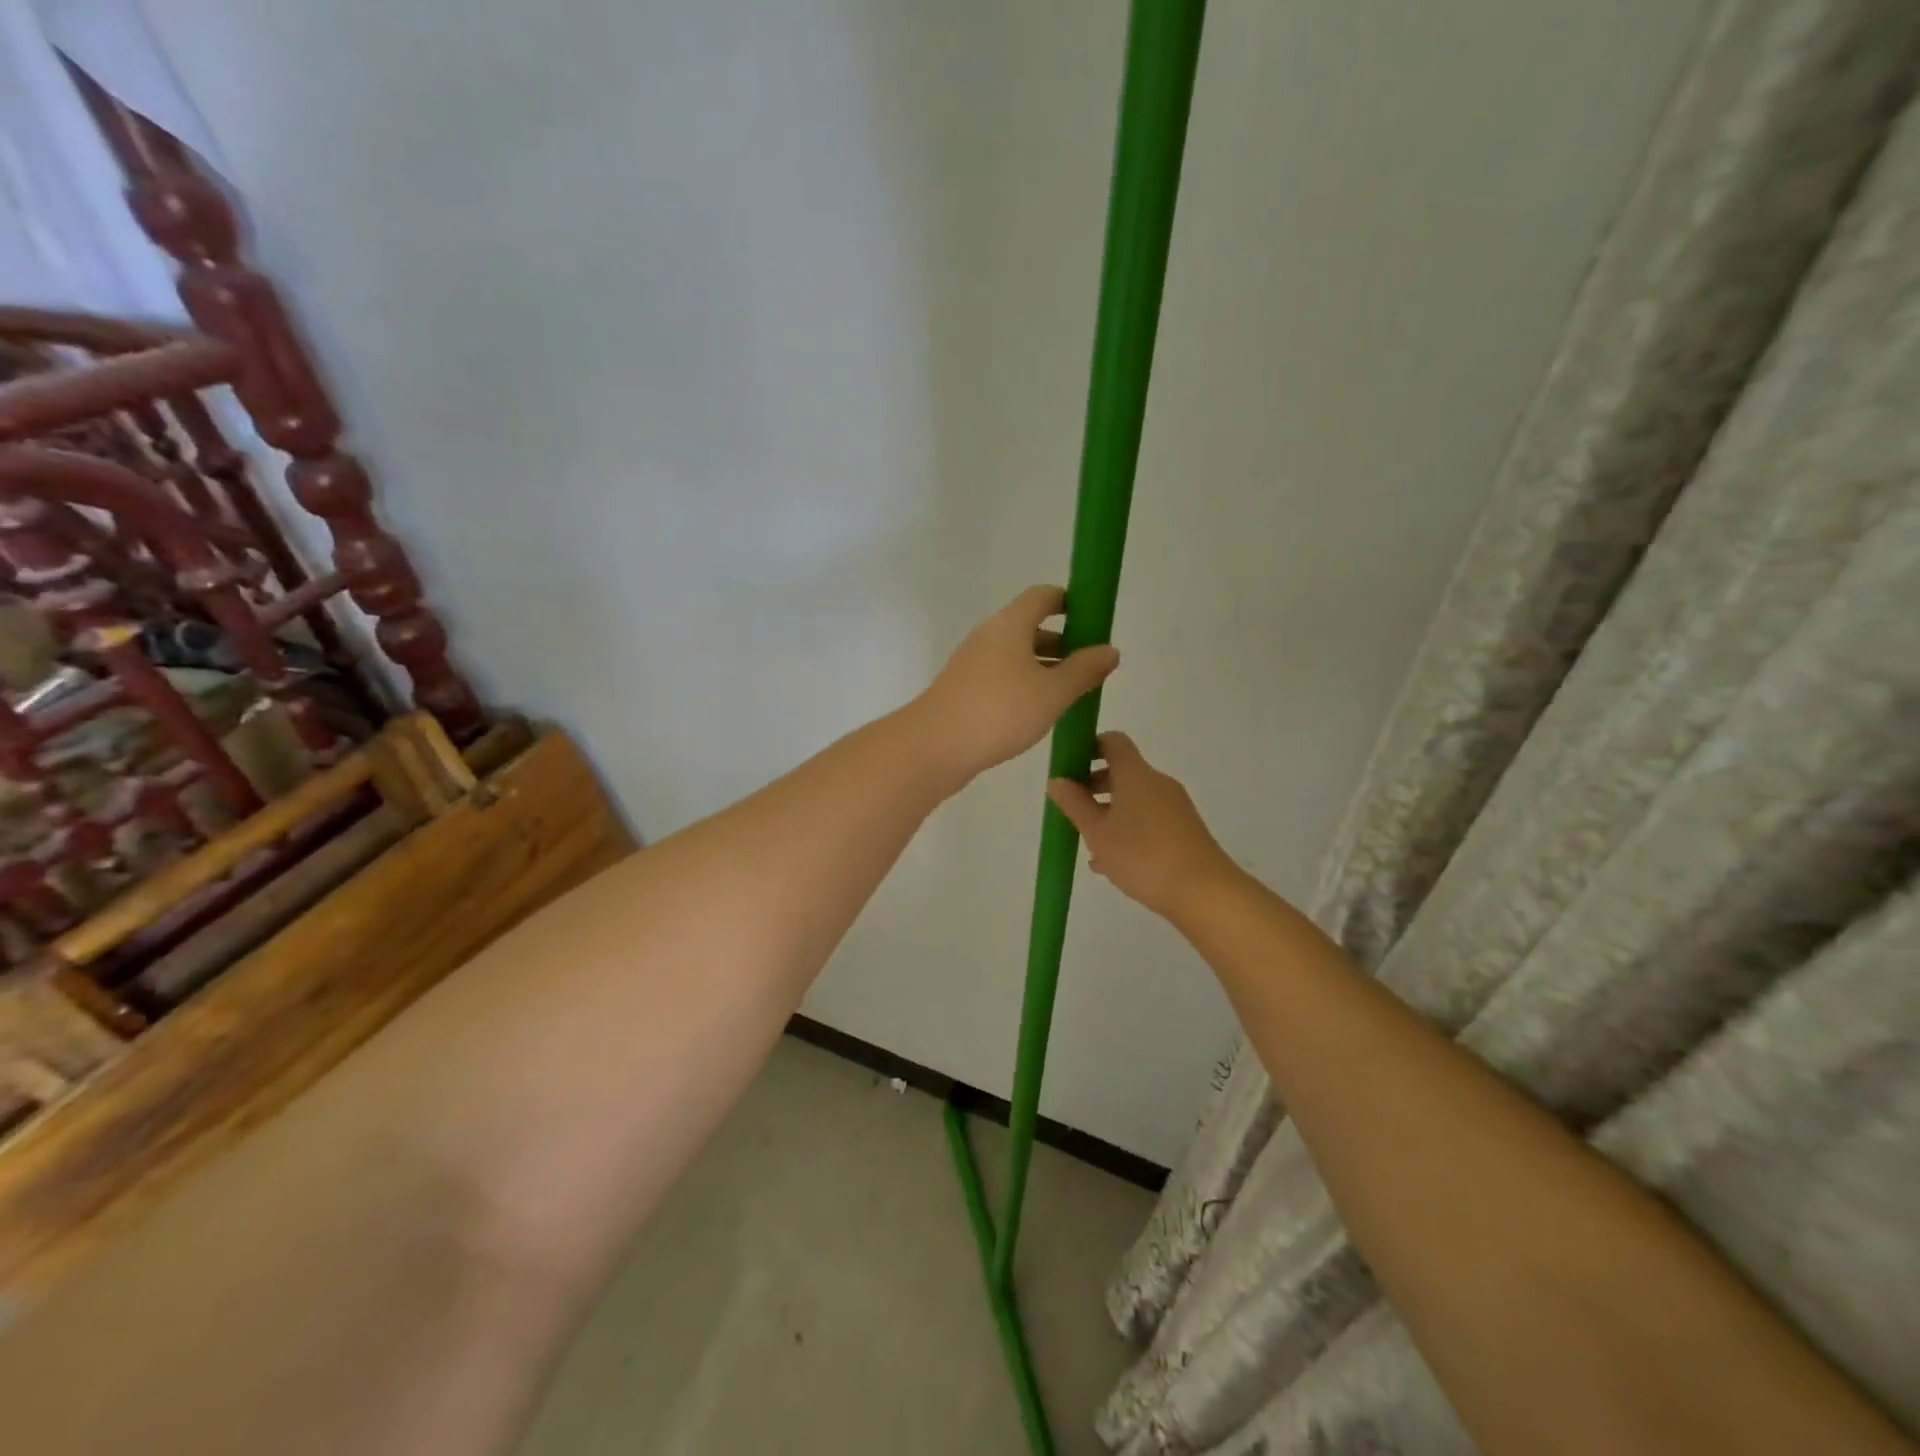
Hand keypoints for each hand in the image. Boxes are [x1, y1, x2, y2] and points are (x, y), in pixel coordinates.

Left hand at [913, 586, 1120, 782]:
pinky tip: (1038, 711)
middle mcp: (988, 636)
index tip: (1094, 622)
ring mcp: (972, 662)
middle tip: (1089, 666)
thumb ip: (1084, 670)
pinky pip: (1001, 675)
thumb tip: (1109, 649)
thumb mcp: (1053, 692)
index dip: (1070, 602)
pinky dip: (1023, 683)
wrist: (935, 746)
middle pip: (1029, 626)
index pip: (1043, 596)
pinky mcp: (963, 688)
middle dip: (1062, 641)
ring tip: (1070, 692)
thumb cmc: (1000, 711)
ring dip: (1043, 666)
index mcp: (1010, 624)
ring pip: (1015, 654)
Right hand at [1046, 732, 1239, 918]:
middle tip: (1071, 809)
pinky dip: (1127, 830)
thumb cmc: (1142, 855)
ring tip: (1088, 843)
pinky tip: (1111, 862)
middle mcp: (1157, 783)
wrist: (1204, 892)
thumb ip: (1074, 804)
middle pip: (1122, 772)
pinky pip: (1148, 820)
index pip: (1113, 742)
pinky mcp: (1184, 830)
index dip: (1089, 746)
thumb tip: (1057, 780)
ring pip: (1134, 800)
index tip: (1069, 766)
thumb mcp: (1097, 832)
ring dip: (1108, 813)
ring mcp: (1174, 807)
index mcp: (1136, 774)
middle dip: (1094, 786)